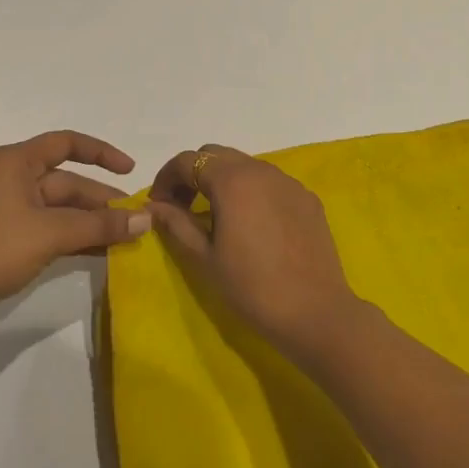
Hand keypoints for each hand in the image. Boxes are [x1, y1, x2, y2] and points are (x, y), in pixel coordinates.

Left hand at [0, 130, 150, 335]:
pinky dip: (74, 236)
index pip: (66, 143)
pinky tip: (101, 251)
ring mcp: (7, 209)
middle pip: (66, 181)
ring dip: (91, 221)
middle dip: (101, 200)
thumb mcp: (53, 233)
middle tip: (135, 220)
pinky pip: (50, 228)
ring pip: (60, 208)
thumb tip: (146, 219)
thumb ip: (101, 225)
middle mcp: (11, 178)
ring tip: (126, 237)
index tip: (130, 171)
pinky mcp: (6, 237)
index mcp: (14, 162)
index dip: (101, 153)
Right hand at [145, 145, 361, 353]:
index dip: (166, 178)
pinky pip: (270, 182)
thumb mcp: (204, 257)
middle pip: (216, 155)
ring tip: (215, 216)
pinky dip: (251, 191)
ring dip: (222, 180)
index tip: (158, 206)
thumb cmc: (251, 287)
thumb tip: (153, 206)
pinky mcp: (307, 198)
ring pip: (245, 165)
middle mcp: (262, 170)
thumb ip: (176, 223)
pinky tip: (251, 224)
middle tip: (182, 207)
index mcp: (232, 180)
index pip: (188, 161)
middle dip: (193, 174)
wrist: (315, 312)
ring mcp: (289, 182)